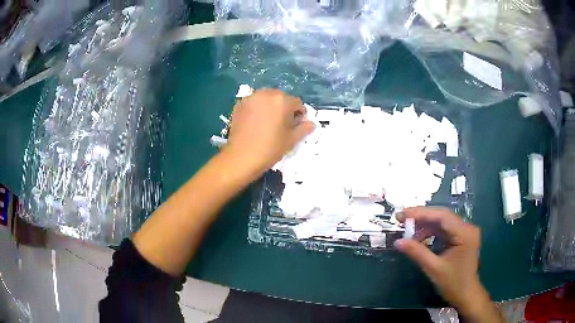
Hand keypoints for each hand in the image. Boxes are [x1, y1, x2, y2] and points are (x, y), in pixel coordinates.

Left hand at [226, 89, 313, 174]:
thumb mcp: (291, 140)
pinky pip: (254, 102)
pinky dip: (258, 108)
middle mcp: (267, 94)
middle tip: (282, 124)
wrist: (241, 157)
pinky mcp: (239, 104)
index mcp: (282, 100)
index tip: (296, 126)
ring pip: (266, 98)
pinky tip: (255, 123)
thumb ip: (303, 129)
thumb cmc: (270, 149)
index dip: (299, 115)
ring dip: (271, 106)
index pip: (297, 103)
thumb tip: (311, 124)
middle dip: (284, 108)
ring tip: (268, 122)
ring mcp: (251, 98)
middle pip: (281, 98)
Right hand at [395, 207, 501, 321]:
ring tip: (409, 233)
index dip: (421, 213)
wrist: (466, 295)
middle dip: (421, 217)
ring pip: (442, 223)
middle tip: (402, 219)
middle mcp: (467, 228)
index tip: (402, 215)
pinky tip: (420, 239)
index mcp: (465, 233)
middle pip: (442, 216)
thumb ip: (417, 253)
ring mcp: (464, 232)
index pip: (442, 216)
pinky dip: (431, 233)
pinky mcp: (461, 238)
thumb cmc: (453, 284)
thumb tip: (398, 242)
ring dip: (425, 226)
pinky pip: (444, 231)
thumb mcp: (434, 269)